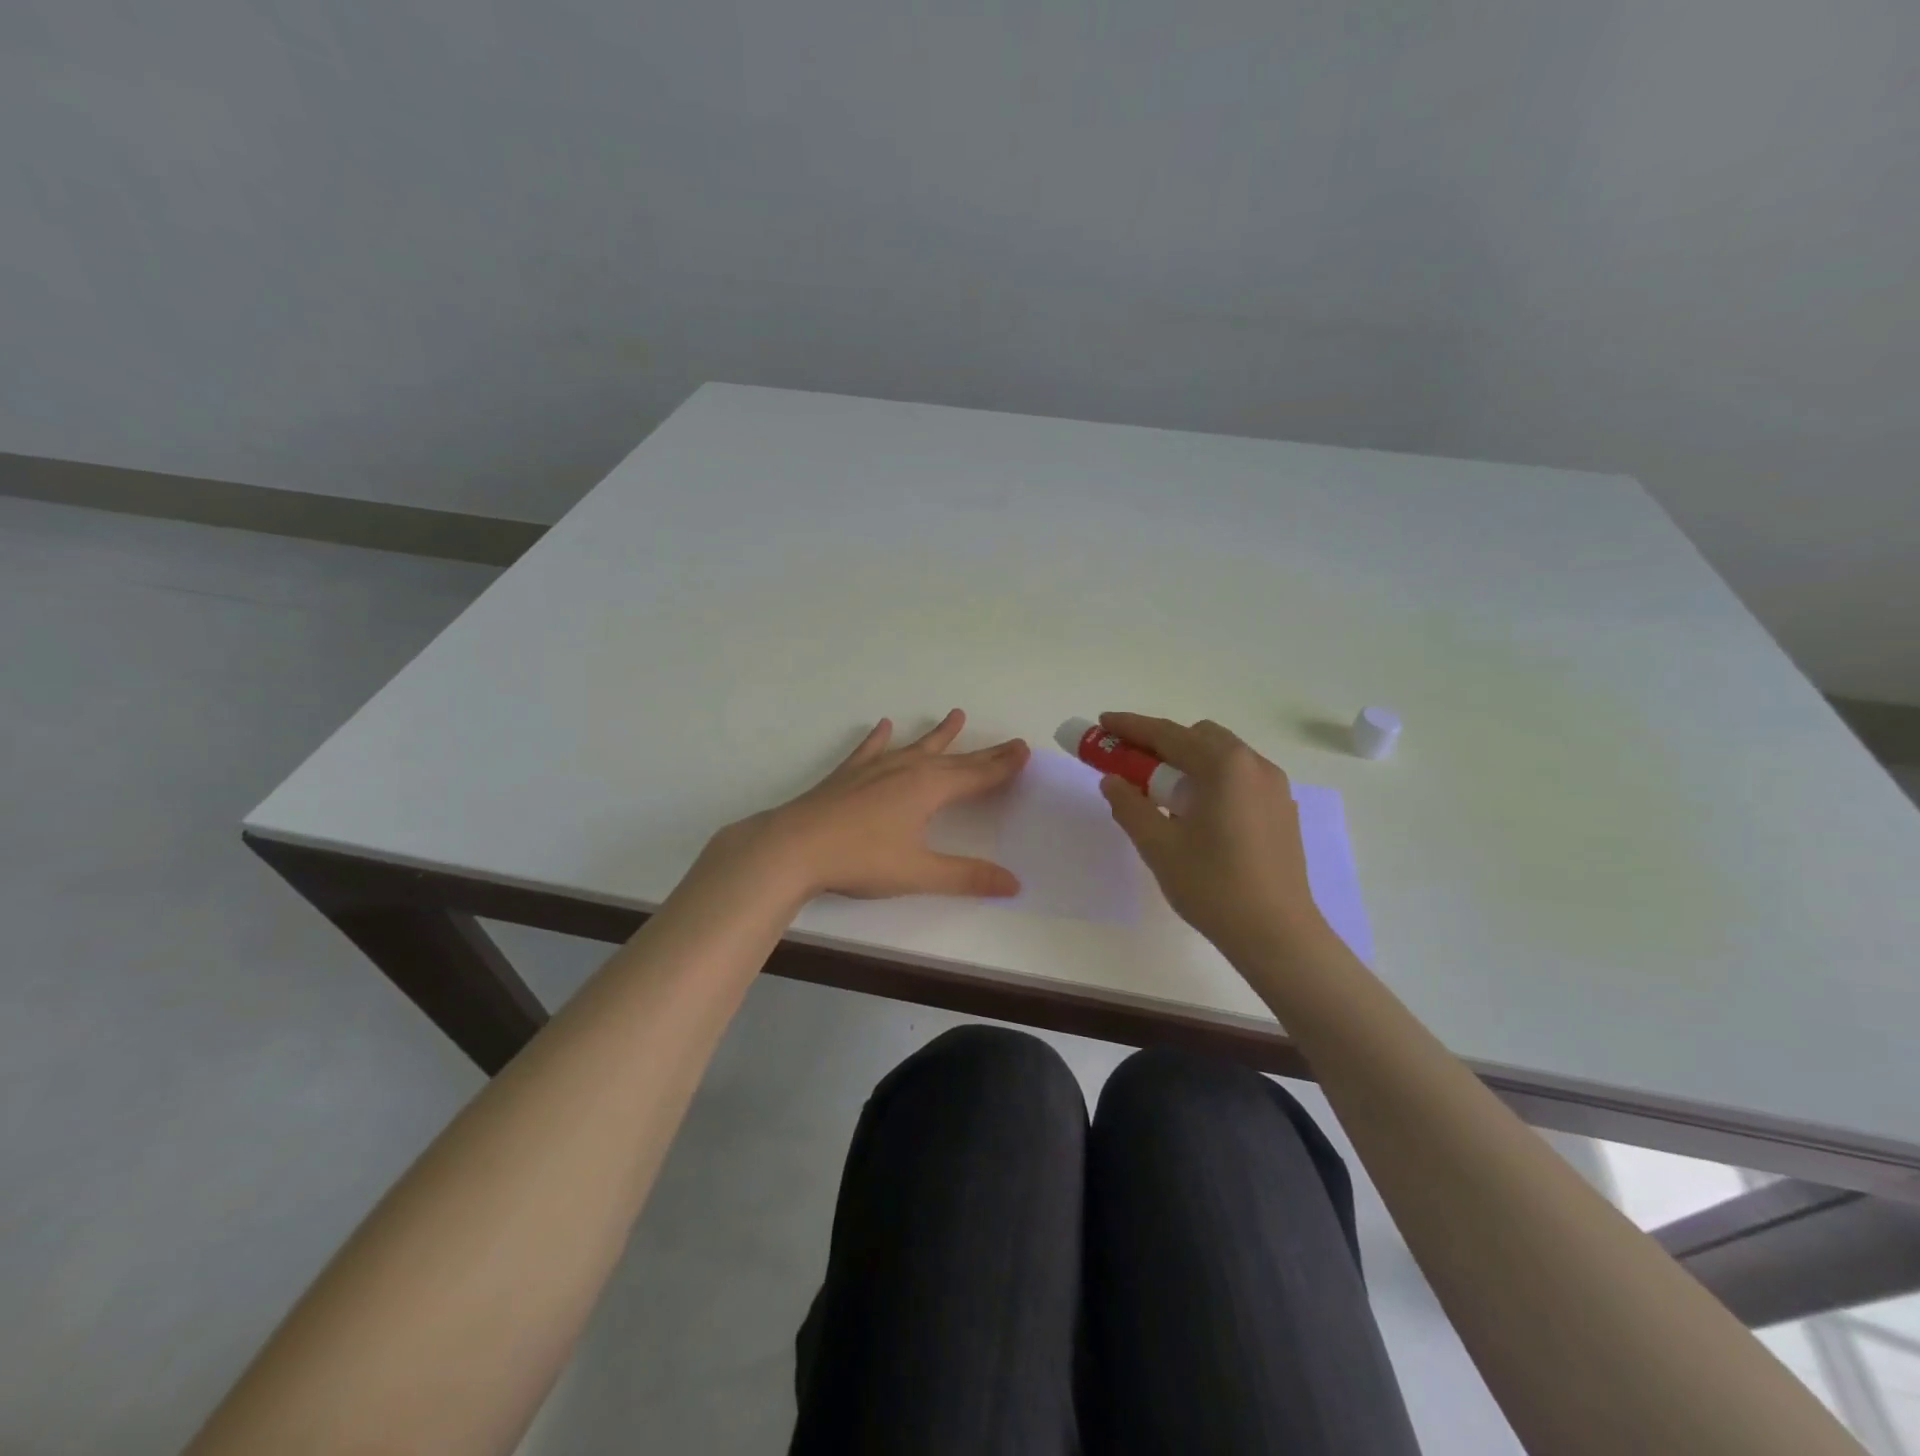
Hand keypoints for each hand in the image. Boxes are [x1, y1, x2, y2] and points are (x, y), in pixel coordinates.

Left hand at [710, 709, 1029, 902]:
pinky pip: (870, 750)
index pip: (976, 776)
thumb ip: (966, 877)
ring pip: (916, 747)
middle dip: (984, 753)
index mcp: (928, 789)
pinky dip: (880, 738)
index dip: (1002, 766)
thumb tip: (1014, 883)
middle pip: (954, 759)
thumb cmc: (861, 859)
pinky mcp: (848, 775)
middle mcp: (906, 770)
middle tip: (1009, 742)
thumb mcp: (918, 873)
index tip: (1024, 750)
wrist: (794, 847)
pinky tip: (884, 725)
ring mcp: (874, 768)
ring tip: (956, 715)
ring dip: (938, 735)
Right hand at [1096, 712, 1327, 958]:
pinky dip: (1210, 781)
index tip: (1102, 723)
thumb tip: (1112, 781)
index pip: (1167, 734)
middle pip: (1198, 737)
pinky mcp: (1282, 810)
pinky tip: (1196, 816)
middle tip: (1130, 766)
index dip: (1131, 727)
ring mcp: (1274, 788)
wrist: (1277, 935)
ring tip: (1162, 797)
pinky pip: (1239, 779)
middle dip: (1161, 745)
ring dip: (1187, 763)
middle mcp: (1254, 765)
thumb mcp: (1158, 846)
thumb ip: (1129, 805)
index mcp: (1224, 766)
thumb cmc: (1213, 886)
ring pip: (1222, 757)